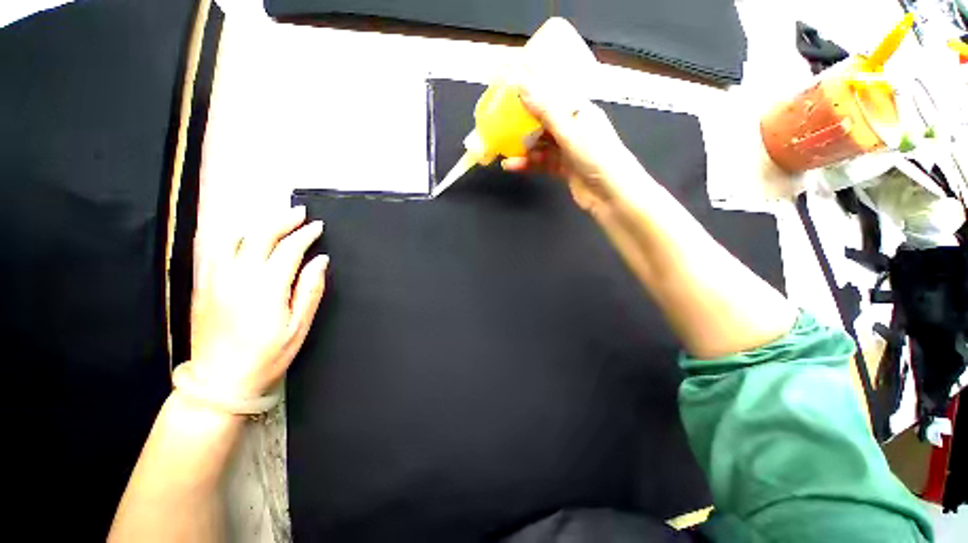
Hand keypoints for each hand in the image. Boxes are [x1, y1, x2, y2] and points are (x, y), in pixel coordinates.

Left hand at [185, 206, 327, 398]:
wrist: (220, 380)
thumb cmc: (268, 355)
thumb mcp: (299, 326)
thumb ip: (310, 289)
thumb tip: (321, 260)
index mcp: (267, 287)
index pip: (289, 249)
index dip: (306, 234)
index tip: (318, 227)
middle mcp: (239, 276)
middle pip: (260, 235)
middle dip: (282, 220)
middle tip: (299, 213)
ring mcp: (216, 279)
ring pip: (235, 238)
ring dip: (257, 225)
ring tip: (275, 222)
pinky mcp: (203, 285)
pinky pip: (214, 250)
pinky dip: (231, 236)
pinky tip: (242, 236)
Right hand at [501, 84, 644, 218]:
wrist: (610, 195)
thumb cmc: (596, 157)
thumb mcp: (569, 131)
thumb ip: (546, 110)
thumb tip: (522, 84)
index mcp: (579, 111)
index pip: (553, 95)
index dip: (533, 93)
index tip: (511, 92)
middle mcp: (573, 128)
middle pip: (544, 121)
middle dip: (523, 122)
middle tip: (501, 123)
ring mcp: (567, 150)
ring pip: (540, 144)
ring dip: (522, 147)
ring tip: (503, 147)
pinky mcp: (562, 169)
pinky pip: (541, 162)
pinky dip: (527, 164)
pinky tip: (511, 166)